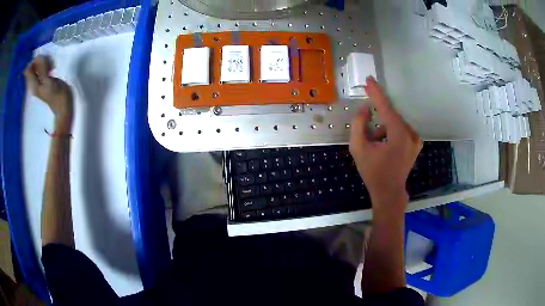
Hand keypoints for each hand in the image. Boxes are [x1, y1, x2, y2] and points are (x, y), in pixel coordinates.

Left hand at [24, 55, 72, 131]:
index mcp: (32, 84)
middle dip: (41, 61)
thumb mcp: (48, 81)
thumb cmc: (56, 94)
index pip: (29, 68)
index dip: (36, 61)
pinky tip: (52, 68)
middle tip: (48, 65)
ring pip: (39, 65)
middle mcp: (33, 82)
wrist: (63, 104)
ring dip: (45, 62)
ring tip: (51, 67)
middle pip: (34, 65)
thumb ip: (41, 70)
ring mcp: (38, 80)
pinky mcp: (44, 78)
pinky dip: (47, 64)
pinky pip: (43, 66)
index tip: (43, 63)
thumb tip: (36, 58)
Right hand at [349, 77, 420, 216]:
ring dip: (382, 127)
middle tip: (367, 128)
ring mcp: (415, 139)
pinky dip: (389, 132)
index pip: (386, 107)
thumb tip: (364, 109)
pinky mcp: (415, 144)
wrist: (389, 192)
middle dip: (377, 118)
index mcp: (399, 134)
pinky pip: (400, 130)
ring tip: (374, 142)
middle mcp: (411, 134)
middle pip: (391, 116)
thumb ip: (358, 125)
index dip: (376, 93)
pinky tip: (383, 145)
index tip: (370, 79)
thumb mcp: (358, 149)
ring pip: (395, 123)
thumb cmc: (373, 172)